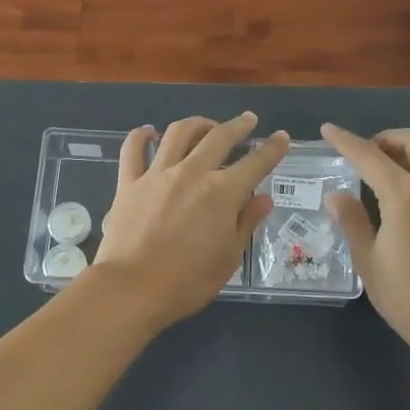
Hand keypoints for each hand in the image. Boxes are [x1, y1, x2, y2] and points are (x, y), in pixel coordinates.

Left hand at [91, 112, 290, 328]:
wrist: (131, 289)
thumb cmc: (187, 281)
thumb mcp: (228, 257)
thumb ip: (246, 222)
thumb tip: (263, 198)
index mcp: (222, 192)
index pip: (255, 163)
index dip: (272, 148)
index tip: (281, 137)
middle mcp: (192, 173)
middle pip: (219, 137)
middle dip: (238, 126)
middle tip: (247, 120)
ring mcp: (157, 174)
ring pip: (179, 133)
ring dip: (197, 124)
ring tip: (206, 125)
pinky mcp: (128, 182)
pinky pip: (133, 149)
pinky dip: (141, 136)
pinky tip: (149, 132)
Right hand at [321, 123, 409, 357]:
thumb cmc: (406, 295)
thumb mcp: (368, 260)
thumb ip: (352, 220)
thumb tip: (336, 195)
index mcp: (404, 195)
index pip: (369, 156)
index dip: (345, 140)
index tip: (328, 130)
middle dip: (386, 138)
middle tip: (366, 155)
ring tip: (391, 168)